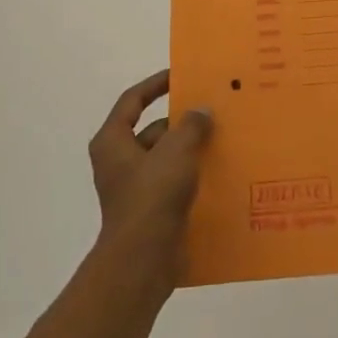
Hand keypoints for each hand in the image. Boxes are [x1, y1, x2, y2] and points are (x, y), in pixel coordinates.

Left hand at [88, 69, 213, 278]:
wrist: (143, 261)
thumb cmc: (152, 197)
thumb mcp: (176, 151)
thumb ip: (191, 125)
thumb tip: (201, 111)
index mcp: (113, 141)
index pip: (132, 100)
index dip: (155, 85)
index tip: (180, 76)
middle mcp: (119, 162)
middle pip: (153, 130)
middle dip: (182, 121)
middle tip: (214, 110)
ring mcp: (134, 188)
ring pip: (167, 158)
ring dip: (191, 149)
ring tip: (224, 139)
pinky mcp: (151, 211)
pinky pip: (174, 183)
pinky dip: (193, 175)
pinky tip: (220, 172)